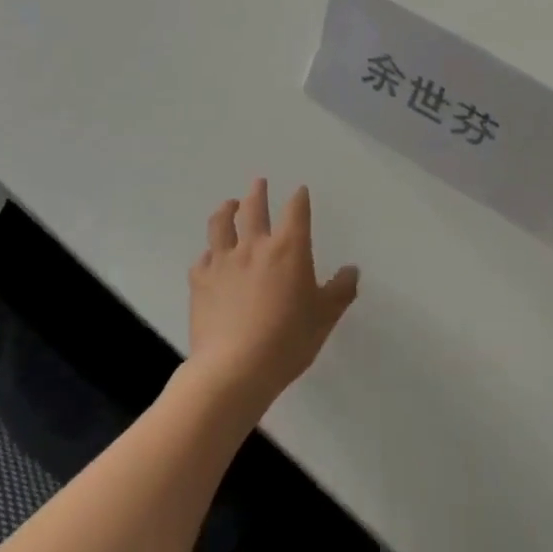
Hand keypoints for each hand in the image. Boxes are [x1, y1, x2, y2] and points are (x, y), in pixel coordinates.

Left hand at [188, 179, 358, 411]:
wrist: (234, 369)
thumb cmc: (287, 340)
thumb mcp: (324, 318)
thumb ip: (340, 291)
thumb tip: (352, 270)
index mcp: (289, 248)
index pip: (296, 210)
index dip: (299, 198)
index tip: (300, 191)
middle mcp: (255, 246)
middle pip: (254, 207)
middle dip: (258, 192)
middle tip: (258, 182)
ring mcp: (223, 261)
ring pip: (221, 224)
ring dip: (226, 210)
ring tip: (229, 205)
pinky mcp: (200, 281)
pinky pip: (202, 258)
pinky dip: (208, 254)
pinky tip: (209, 258)